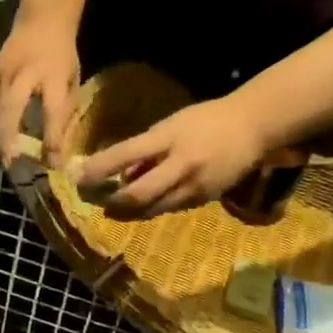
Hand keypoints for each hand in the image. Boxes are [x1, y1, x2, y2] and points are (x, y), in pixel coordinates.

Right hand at [0, 15, 79, 166]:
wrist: (40, 21)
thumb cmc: (61, 55)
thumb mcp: (72, 80)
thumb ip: (64, 112)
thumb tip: (59, 148)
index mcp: (53, 76)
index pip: (52, 113)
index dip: (52, 140)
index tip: (53, 164)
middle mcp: (24, 75)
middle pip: (11, 113)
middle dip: (10, 141)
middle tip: (12, 165)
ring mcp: (3, 74)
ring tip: (3, 157)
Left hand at [79, 95, 269, 217]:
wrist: (253, 127)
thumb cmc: (205, 120)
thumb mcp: (169, 125)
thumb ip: (145, 149)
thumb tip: (119, 174)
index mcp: (169, 138)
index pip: (125, 155)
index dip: (99, 169)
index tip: (79, 177)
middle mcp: (182, 165)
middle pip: (138, 193)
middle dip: (112, 202)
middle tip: (94, 201)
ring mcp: (195, 185)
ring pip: (153, 209)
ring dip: (128, 212)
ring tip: (110, 209)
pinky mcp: (205, 199)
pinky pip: (170, 209)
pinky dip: (151, 209)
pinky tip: (139, 207)